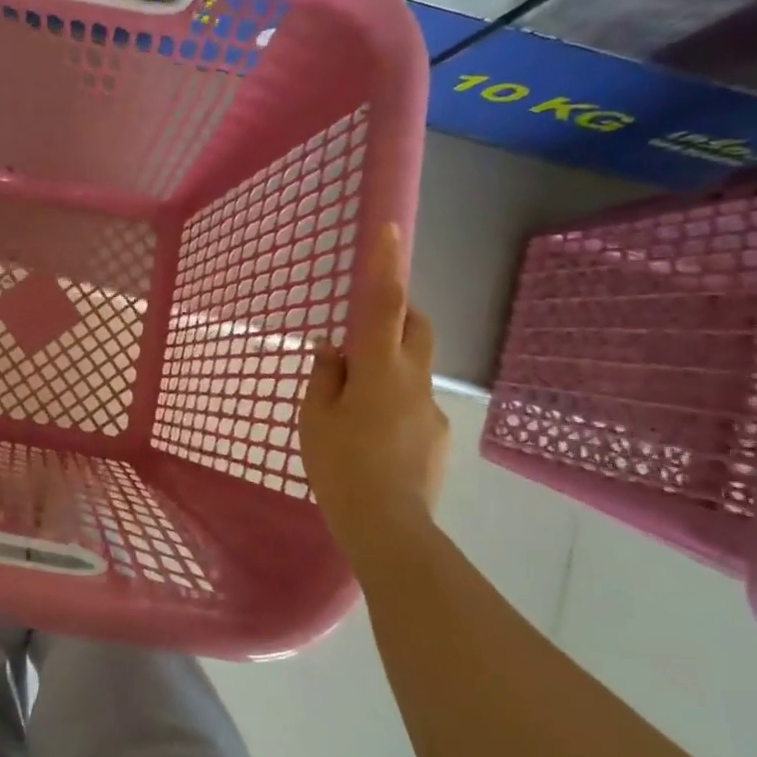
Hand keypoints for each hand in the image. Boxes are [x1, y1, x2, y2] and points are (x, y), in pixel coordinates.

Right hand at [299, 224, 450, 557]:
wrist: (388, 527)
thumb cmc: (340, 464)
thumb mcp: (315, 416)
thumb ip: (325, 375)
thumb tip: (333, 348)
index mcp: (379, 369)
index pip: (384, 303)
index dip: (386, 264)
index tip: (389, 228)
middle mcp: (414, 380)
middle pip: (417, 327)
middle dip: (399, 314)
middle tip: (366, 332)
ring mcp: (433, 409)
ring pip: (416, 369)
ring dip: (392, 368)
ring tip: (359, 406)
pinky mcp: (440, 437)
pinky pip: (417, 405)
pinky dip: (397, 406)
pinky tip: (376, 441)